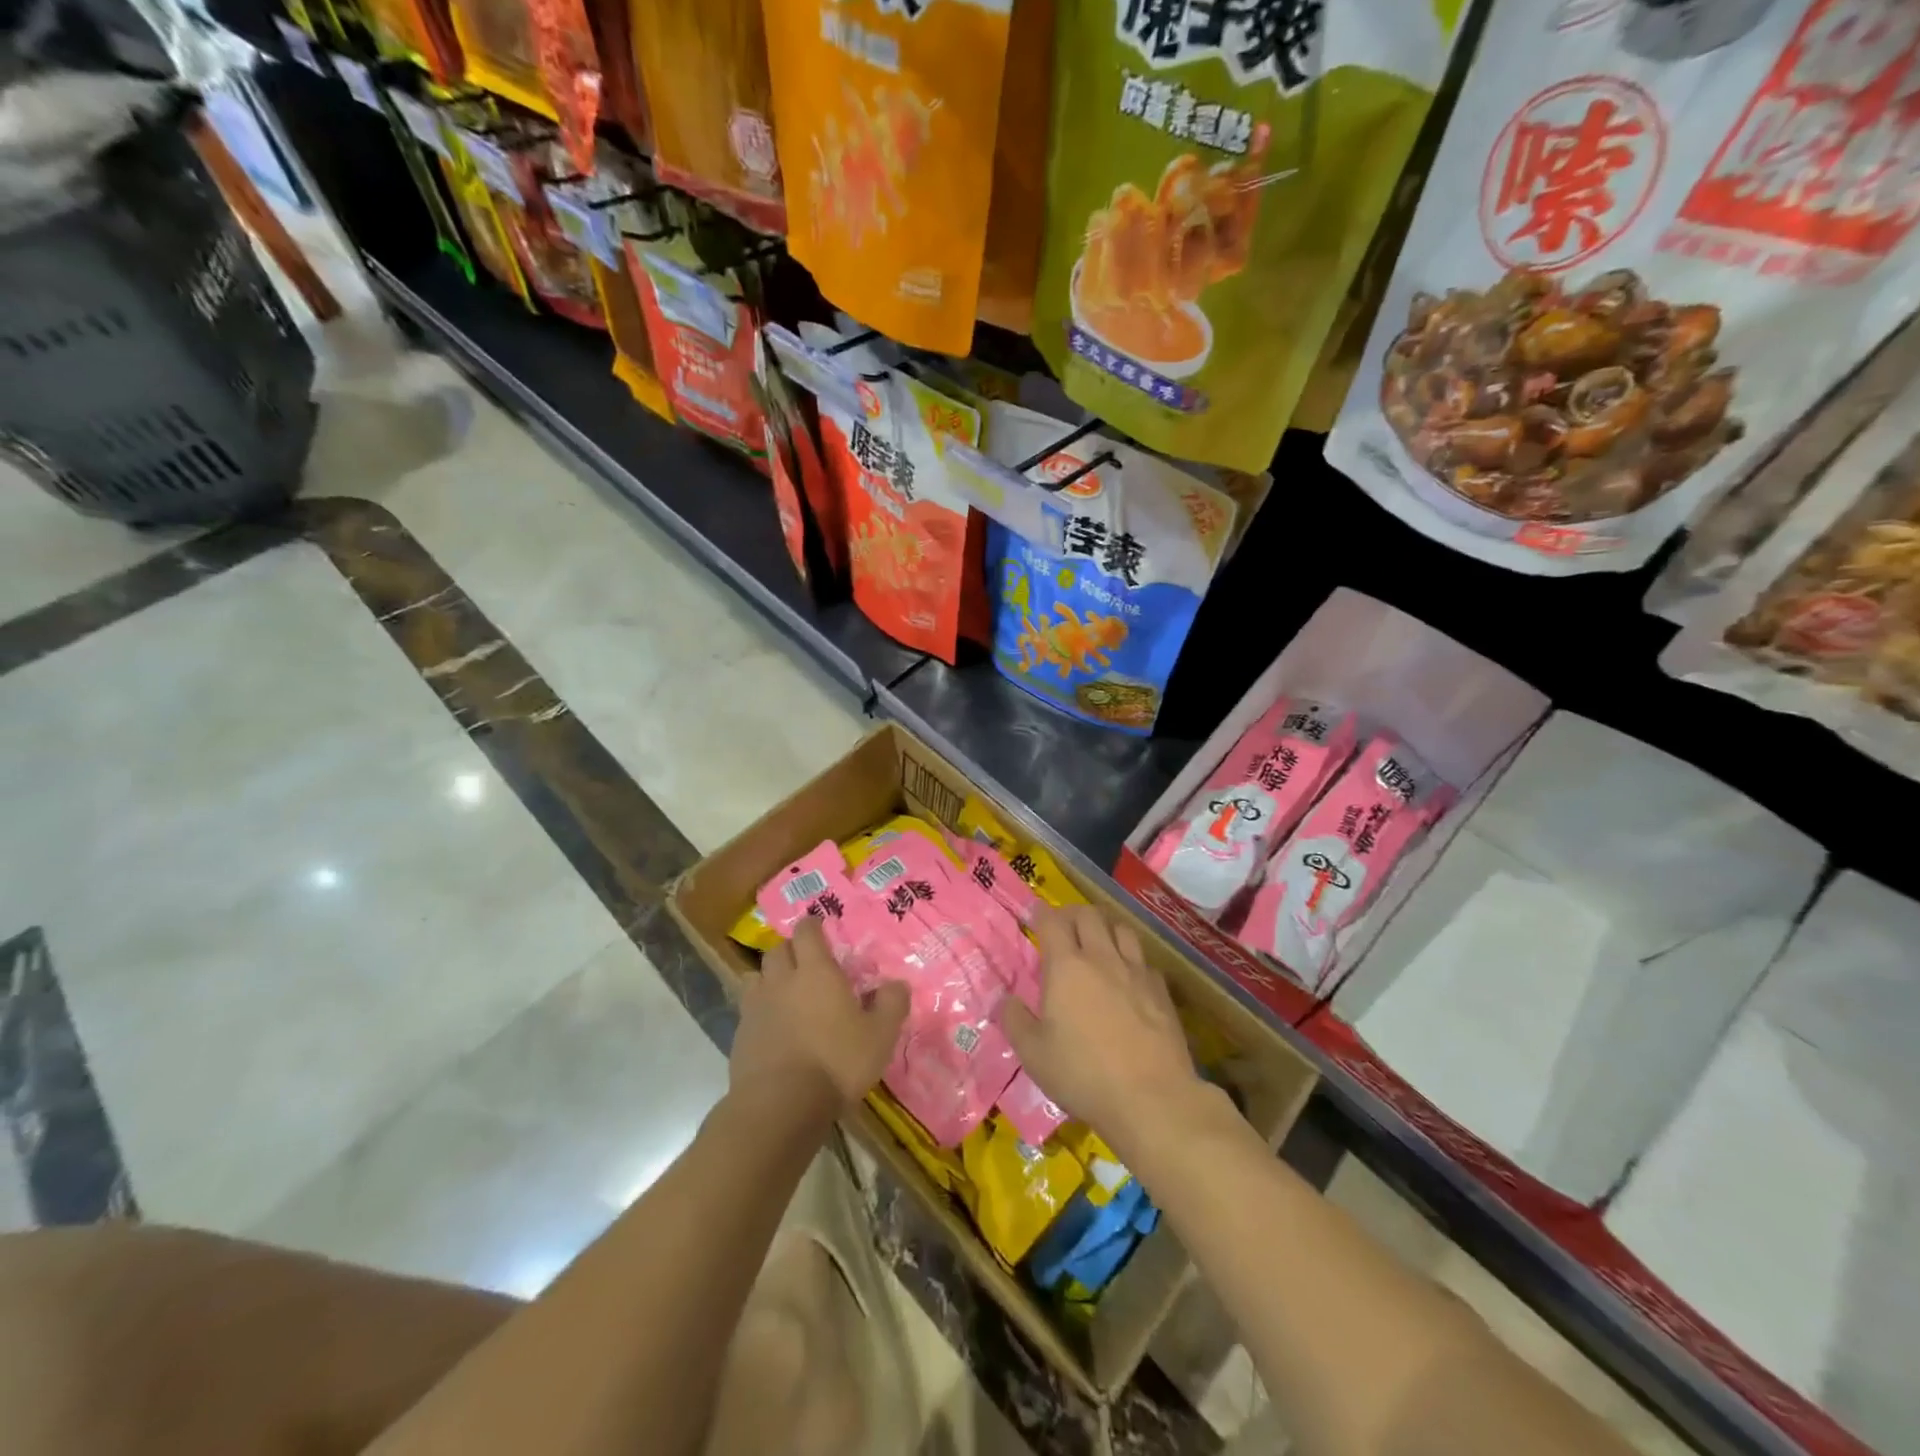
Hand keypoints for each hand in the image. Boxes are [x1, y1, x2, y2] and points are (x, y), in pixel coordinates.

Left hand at [730, 917, 909, 1114]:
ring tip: (785, 991)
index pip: (807, 931)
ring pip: (757, 976)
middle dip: (791, 949)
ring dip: (770, 976)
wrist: (780, 1106)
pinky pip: (748, 1009)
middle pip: (778, 949)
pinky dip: (759, 1009)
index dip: (813, 926)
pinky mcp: (740, 1035)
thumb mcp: (880, 1036)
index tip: (821, 928)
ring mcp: (756, 1007)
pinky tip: (773, 1027)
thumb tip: (897, 984)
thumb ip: (892, 1004)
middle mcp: (782, 980)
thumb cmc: (836, 1063)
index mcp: (816, 971)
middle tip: (806, 962)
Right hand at [998, 905, 1202, 1154]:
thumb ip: (1014, 1020)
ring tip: (1097, 940)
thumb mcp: (1033, 1054)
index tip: (1035, 914)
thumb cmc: (1083, 1074)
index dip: (1042, 913)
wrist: (1151, 1097)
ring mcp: (1136, 971)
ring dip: (1105, 927)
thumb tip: (1004, 999)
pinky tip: (1128, 975)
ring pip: (1121, 929)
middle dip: (1073, 914)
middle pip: (1089, 915)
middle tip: (1064, 926)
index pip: (1053, 921)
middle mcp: (1102, 958)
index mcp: (1066, 966)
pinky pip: (1144, 959)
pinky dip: (1131, 957)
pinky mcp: (1161, 991)